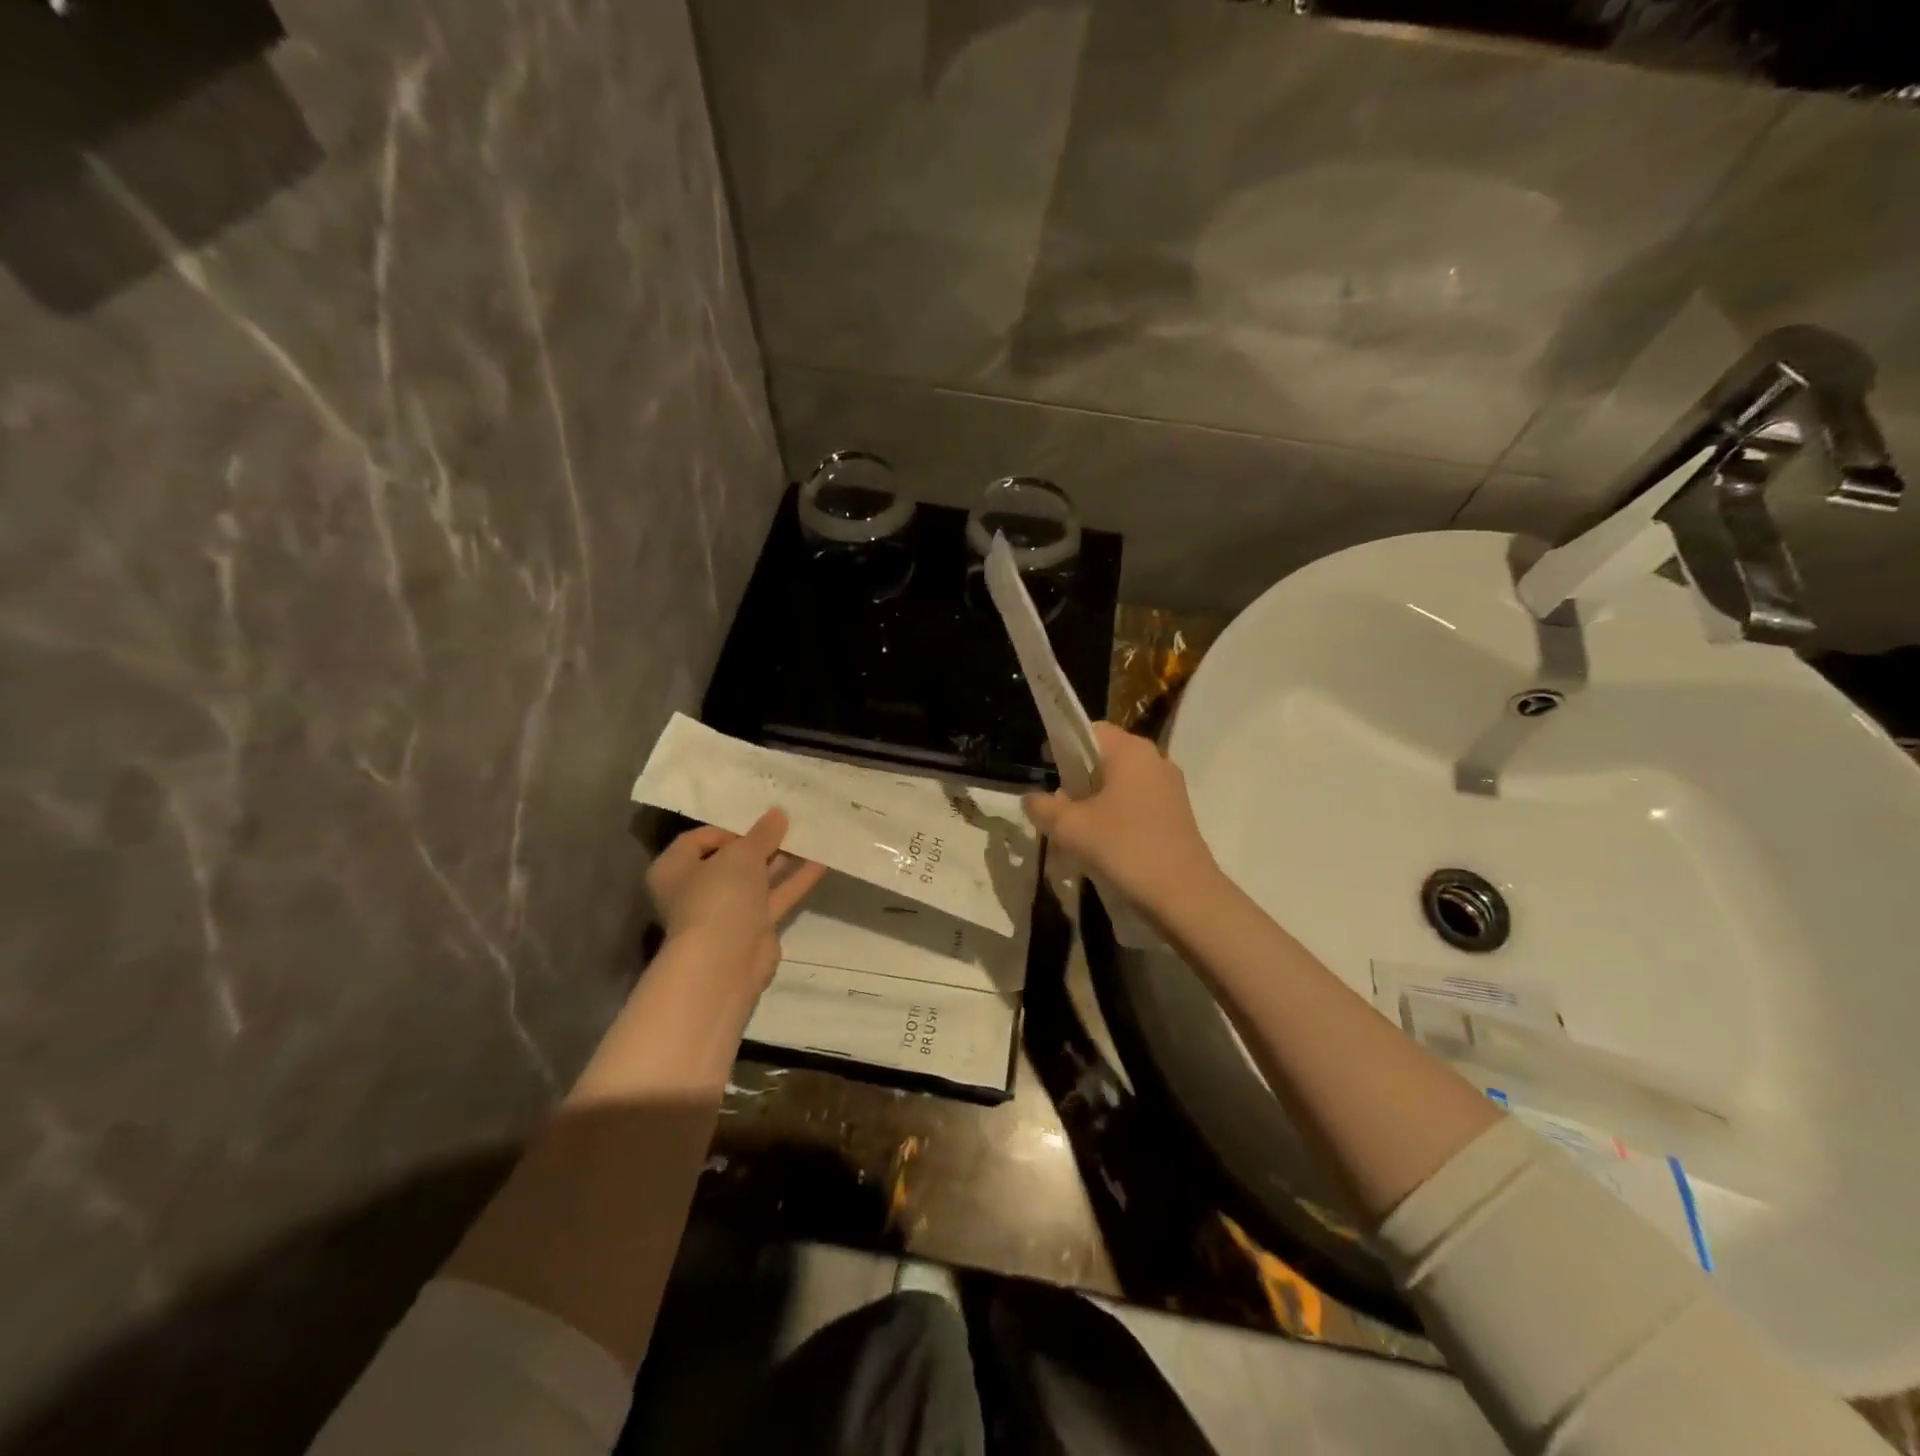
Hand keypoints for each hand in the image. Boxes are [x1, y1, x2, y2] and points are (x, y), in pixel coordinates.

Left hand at [646, 808, 828, 987]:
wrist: (725, 962)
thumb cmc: (718, 896)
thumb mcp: (742, 854)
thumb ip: (762, 833)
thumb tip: (778, 814)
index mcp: (674, 868)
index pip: (699, 839)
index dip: (729, 827)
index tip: (758, 820)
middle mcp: (696, 890)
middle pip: (731, 859)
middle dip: (761, 842)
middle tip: (790, 822)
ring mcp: (726, 911)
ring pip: (757, 879)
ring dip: (782, 859)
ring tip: (810, 836)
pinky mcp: (753, 928)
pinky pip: (775, 897)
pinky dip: (795, 881)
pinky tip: (821, 862)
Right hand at [1023, 723, 1220, 918]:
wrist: (1184, 895)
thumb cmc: (1124, 848)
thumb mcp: (1070, 828)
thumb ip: (1043, 807)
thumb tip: (1031, 798)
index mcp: (1130, 751)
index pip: (1090, 730)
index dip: (1063, 746)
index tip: (1047, 771)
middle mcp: (1154, 759)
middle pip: (1105, 757)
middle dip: (1078, 778)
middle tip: (1059, 808)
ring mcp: (1170, 787)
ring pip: (1121, 782)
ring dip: (1096, 800)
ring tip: (1078, 831)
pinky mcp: (1177, 812)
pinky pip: (1137, 801)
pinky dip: (1117, 814)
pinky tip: (1105, 844)